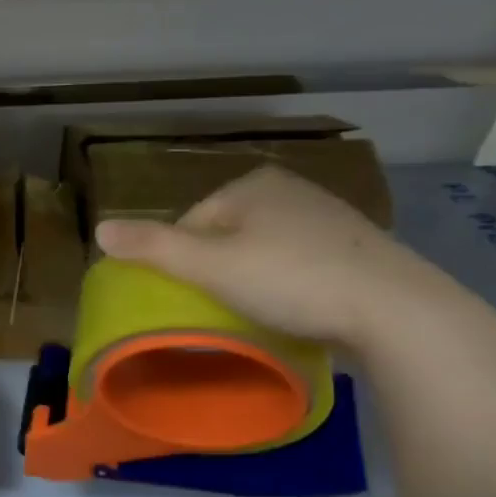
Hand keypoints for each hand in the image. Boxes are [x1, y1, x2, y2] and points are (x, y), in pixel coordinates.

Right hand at [94, 166, 462, 349]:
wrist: (396, 310)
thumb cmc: (291, 279)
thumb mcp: (209, 266)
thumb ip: (152, 247)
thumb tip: (98, 229)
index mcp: (251, 184)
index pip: (191, 223)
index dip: (183, 263)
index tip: (194, 298)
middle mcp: (289, 188)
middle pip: (225, 235)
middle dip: (218, 269)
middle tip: (224, 308)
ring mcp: (328, 216)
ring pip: (263, 249)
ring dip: (252, 278)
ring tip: (259, 312)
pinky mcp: (357, 246)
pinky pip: (299, 261)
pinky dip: (289, 282)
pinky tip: (297, 307)